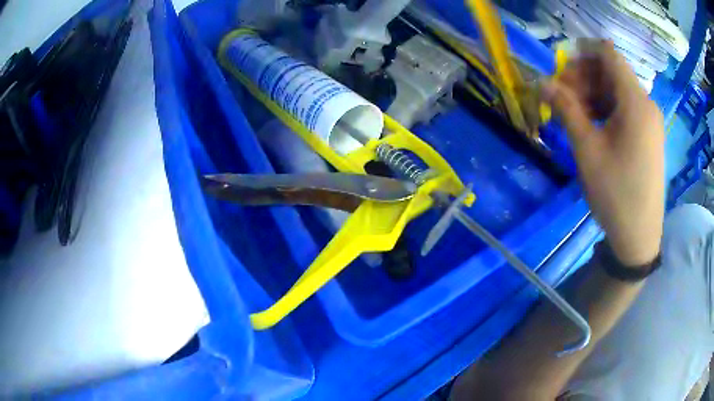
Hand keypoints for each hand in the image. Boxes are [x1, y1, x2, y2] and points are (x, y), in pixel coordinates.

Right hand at [542, 40, 664, 265]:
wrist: (639, 236)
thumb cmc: (615, 193)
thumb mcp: (587, 149)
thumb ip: (565, 109)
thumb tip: (541, 83)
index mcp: (635, 102)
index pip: (608, 54)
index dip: (582, 53)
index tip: (562, 70)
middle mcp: (646, 104)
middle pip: (612, 71)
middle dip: (585, 77)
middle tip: (563, 97)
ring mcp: (650, 120)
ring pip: (617, 90)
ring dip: (594, 94)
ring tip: (575, 115)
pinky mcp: (649, 134)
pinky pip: (625, 108)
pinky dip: (607, 108)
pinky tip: (593, 125)